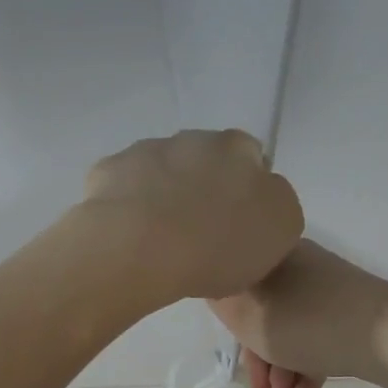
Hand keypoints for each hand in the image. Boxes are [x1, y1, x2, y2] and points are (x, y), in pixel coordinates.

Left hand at [79, 130, 303, 303]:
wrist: (139, 248)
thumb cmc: (218, 245)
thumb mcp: (279, 231)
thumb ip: (275, 205)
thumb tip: (257, 199)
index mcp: (238, 150)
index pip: (250, 158)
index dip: (244, 191)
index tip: (235, 225)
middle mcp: (193, 139)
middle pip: (202, 161)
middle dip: (200, 188)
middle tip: (197, 233)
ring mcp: (146, 151)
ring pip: (159, 170)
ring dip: (161, 194)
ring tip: (157, 240)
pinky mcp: (107, 170)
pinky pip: (121, 187)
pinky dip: (125, 205)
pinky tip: (126, 237)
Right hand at [209, 240, 387, 387]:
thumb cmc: (307, 322)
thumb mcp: (248, 315)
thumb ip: (222, 301)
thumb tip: (217, 289)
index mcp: (272, 257)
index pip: (237, 284)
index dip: (230, 324)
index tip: (234, 353)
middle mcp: (300, 268)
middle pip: (265, 314)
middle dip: (260, 358)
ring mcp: (329, 292)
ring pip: (292, 331)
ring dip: (282, 370)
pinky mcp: (351, 315)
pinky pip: (318, 340)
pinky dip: (307, 368)